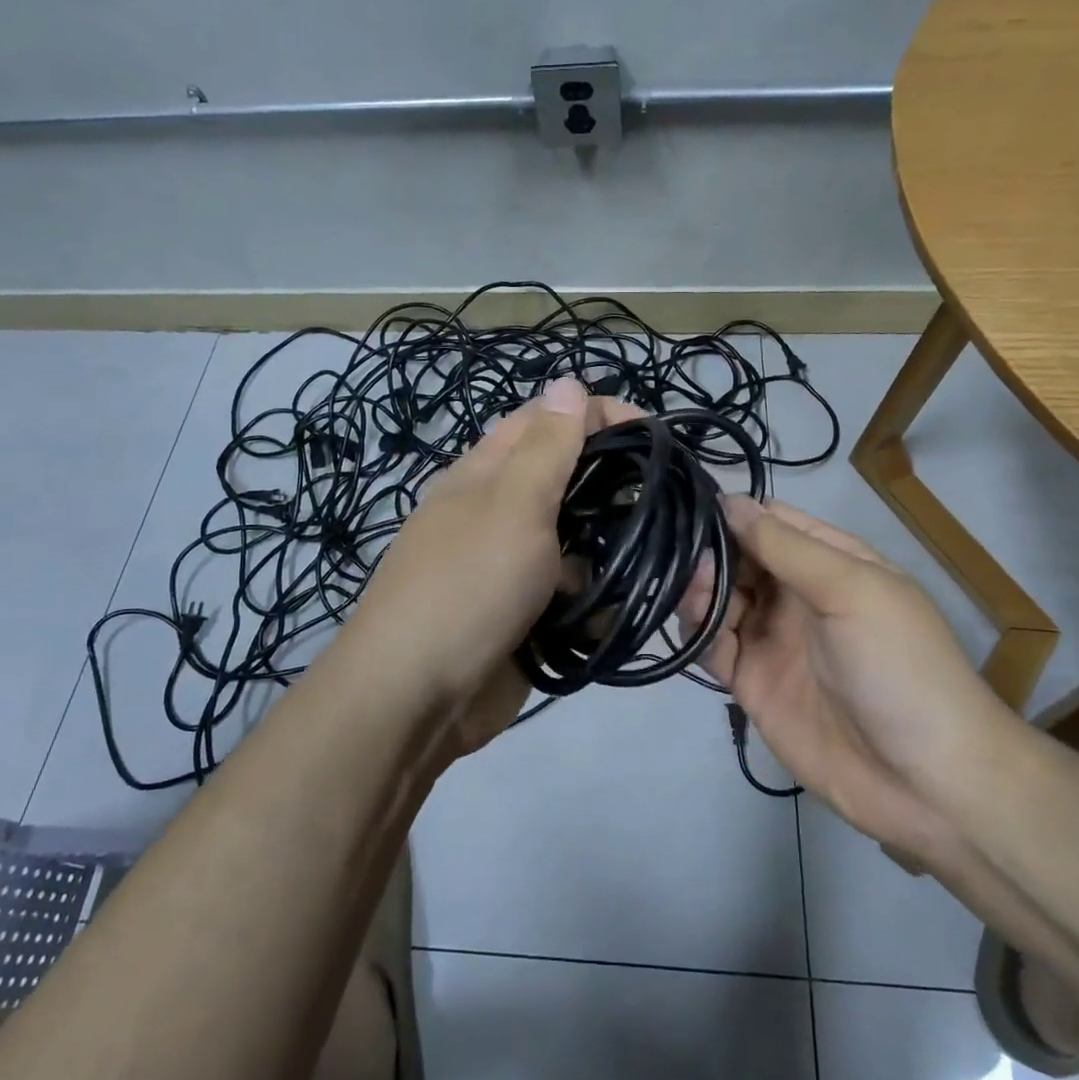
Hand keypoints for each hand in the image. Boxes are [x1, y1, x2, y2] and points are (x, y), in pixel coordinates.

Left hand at [338, 376, 635, 757]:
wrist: (415, 699)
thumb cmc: (466, 587)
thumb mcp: (511, 505)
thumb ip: (546, 448)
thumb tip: (567, 380)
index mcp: (485, 474)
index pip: (545, 421)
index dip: (596, 414)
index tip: (653, 433)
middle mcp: (497, 513)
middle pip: (564, 481)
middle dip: (612, 484)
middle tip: (663, 497)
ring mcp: (510, 567)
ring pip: (574, 540)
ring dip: (610, 546)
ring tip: (655, 553)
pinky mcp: (524, 616)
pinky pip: (572, 595)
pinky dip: (598, 598)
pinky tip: (626, 605)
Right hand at [683, 497, 1016, 863]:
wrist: (925, 783)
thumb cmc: (900, 667)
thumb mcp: (853, 591)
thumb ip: (787, 547)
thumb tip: (731, 501)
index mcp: (831, 564)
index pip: (772, 523)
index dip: (736, 514)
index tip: (693, 510)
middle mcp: (797, 596)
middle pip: (739, 559)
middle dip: (711, 554)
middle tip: (688, 561)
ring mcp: (773, 640)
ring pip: (720, 600)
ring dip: (700, 591)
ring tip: (695, 594)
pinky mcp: (752, 684)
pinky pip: (713, 647)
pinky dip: (698, 632)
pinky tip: (696, 627)